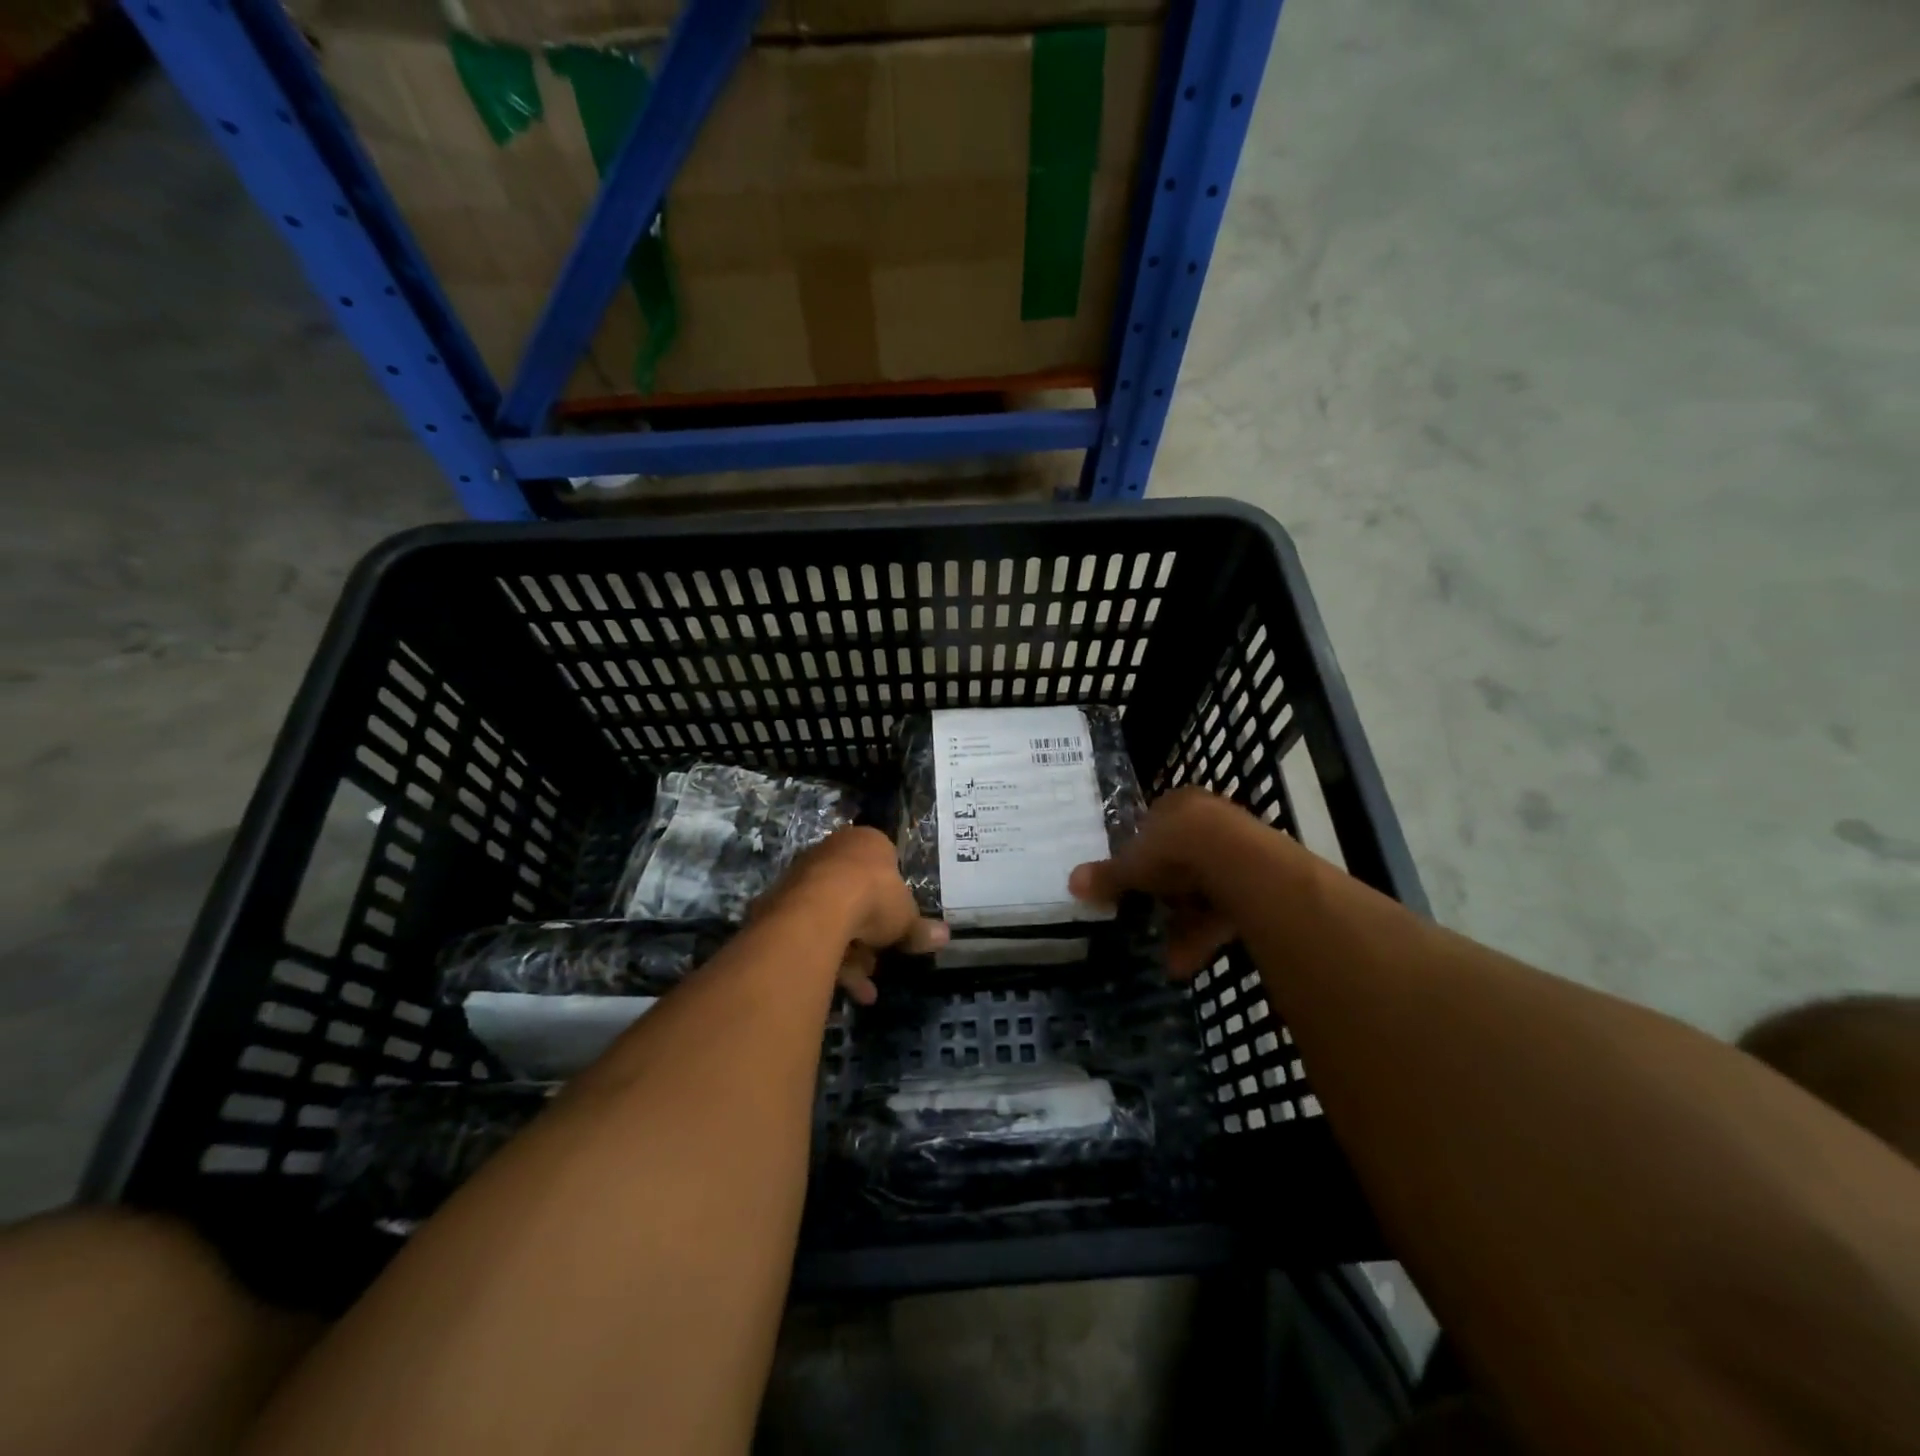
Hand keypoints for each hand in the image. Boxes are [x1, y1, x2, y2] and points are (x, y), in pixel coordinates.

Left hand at [764, 827, 947, 1003]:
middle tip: (879, 960)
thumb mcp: (906, 918)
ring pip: (831, 917)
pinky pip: (811, 933)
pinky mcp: (781, 904)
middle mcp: (832, 851)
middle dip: (868, 932)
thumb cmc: (873, 898)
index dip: (892, 896)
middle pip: (855, 894)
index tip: (897, 923)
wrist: (819, 908)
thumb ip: (920, 929)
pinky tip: (844, 989)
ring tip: (863, 987)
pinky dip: (828, 959)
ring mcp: (803, 876)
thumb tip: (945, 936)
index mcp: (866, 842)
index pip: (883, 863)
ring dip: (849, 954)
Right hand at [1068, 787, 1262, 976]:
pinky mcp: (1260, 880)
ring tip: (1170, 960)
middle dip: (1166, 900)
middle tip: (1149, 924)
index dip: (1142, 857)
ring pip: (1206, 890)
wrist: (1237, 861)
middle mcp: (1210, 819)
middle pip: (1182, 862)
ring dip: (1185, 926)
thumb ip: (1107, 876)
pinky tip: (1188, 962)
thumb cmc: (1176, 850)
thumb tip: (1071, 882)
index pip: (1156, 827)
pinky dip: (1207, 934)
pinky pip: (1227, 908)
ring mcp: (1239, 848)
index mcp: (1178, 804)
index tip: (1133, 884)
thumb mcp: (1132, 865)